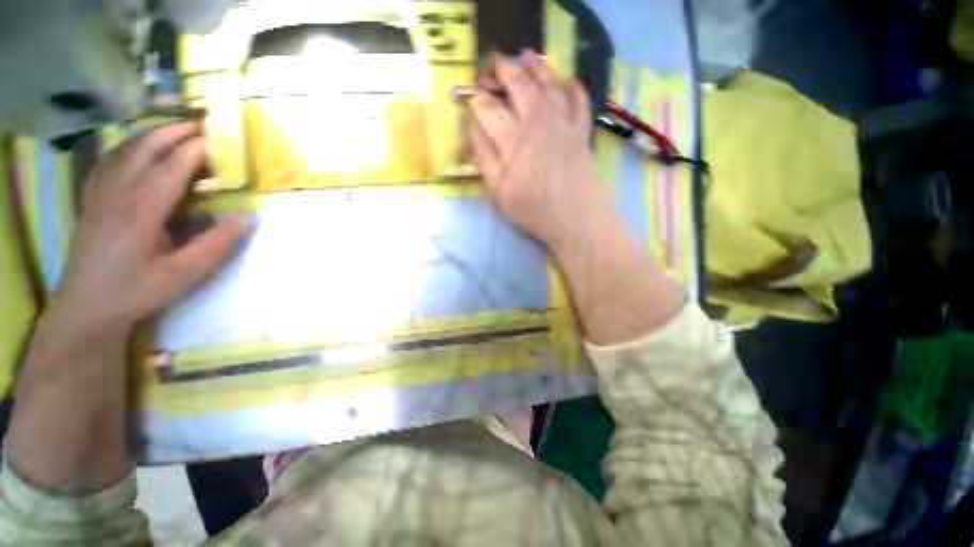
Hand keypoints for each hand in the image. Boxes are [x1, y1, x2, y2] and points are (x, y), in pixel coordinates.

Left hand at [50, 121, 248, 339]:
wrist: (87, 307)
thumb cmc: (136, 291)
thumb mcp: (183, 275)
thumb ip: (215, 246)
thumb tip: (246, 220)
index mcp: (141, 210)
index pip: (172, 167)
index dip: (196, 150)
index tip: (218, 138)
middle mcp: (118, 192)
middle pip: (145, 149)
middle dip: (173, 132)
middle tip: (200, 124)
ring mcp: (101, 194)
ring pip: (125, 151)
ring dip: (151, 135)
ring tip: (174, 129)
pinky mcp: (93, 200)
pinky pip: (108, 162)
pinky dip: (126, 148)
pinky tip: (136, 149)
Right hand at [468, 52, 611, 251]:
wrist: (576, 220)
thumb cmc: (534, 211)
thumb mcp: (499, 193)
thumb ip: (484, 159)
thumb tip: (471, 129)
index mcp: (512, 139)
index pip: (488, 107)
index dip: (476, 98)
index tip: (470, 97)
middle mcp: (537, 121)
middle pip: (517, 83)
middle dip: (500, 69)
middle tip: (491, 66)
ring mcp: (563, 122)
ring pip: (548, 82)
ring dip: (534, 66)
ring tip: (524, 57)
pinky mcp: (582, 130)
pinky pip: (579, 99)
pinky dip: (573, 87)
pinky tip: (568, 81)